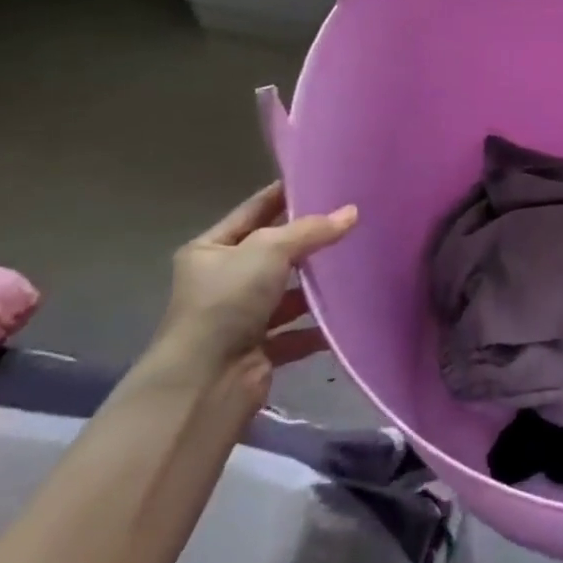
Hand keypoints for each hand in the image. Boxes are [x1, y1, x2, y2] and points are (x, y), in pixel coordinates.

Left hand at [155, 183, 357, 399]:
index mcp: (210, 250)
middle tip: (351, 221)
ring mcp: (240, 317)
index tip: (323, 181)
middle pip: (274, 252)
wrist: (205, 381)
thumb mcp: (269, 250)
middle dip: (308, 242)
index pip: (254, 211)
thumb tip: (352, 212)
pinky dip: (318, 327)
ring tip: (357, 265)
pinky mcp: (259, 350)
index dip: (285, 195)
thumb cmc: (227, 301)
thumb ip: (312, 230)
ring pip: (287, 293)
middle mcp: (222, 281)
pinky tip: (347, 314)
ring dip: (316, 286)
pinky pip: (296, 332)